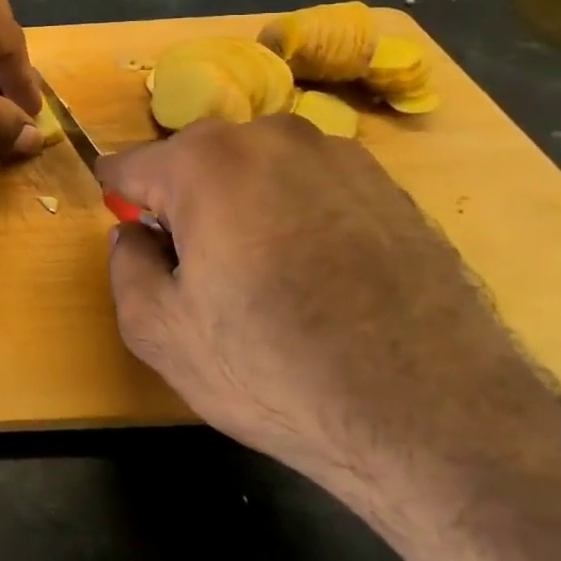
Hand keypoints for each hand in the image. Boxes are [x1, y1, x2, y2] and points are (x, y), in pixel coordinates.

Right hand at [97, 117, 557, 490]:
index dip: (121, 199)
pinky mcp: (391, 188)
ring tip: (265, 276)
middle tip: (198, 269)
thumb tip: (135, 234)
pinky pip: (312, 188)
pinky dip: (298, 217)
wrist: (439, 423)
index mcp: (206, 162)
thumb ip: (124, 265)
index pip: (132, 164)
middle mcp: (272, 136)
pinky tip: (319, 278)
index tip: (129, 231)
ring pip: (257, 171)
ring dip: (243, 206)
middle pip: (196, 162)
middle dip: (184, 203)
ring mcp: (340, 156)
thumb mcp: (157, 330)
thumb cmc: (274, 369)